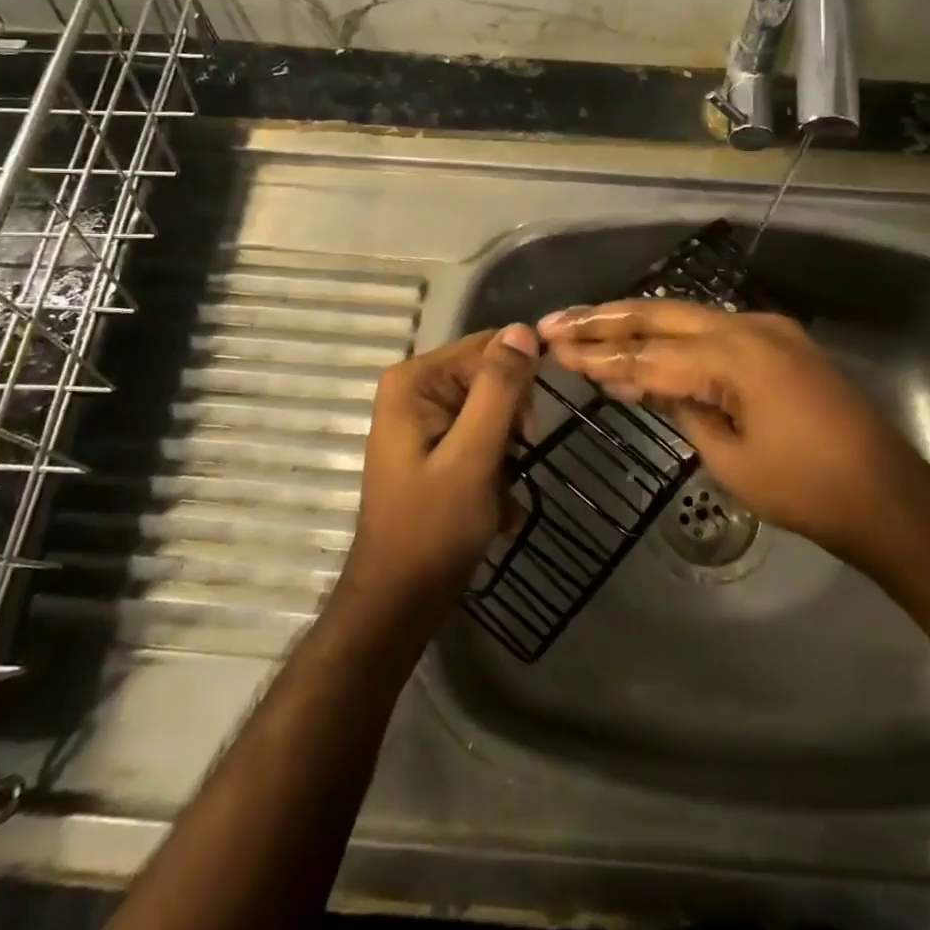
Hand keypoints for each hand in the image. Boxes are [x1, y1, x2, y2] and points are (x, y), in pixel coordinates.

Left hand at [341, 325, 539, 619]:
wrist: (399, 600)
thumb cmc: (433, 528)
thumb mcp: (473, 455)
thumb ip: (499, 389)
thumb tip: (523, 329)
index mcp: (415, 380)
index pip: (488, 347)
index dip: (519, 381)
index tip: (529, 429)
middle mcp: (415, 389)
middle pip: (491, 377)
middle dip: (512, 422)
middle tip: (510, 464)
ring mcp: (424, 419)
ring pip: (493, 410)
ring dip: (507, 450)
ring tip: (499, 491)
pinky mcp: (435, 446)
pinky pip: (481, 436)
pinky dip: (494, 467)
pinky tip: (493, 503)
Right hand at [537, 301, 926, 564]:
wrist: (888, 495)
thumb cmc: (807, 490)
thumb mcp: (731, 460)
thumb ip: (684, 411)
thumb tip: (647, 385)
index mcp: (735, 357)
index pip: (649, 354)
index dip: (599, 355)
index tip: (555, 350)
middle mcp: (749, 327)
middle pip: (661, 315)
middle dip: (606, 319)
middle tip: (558, 322)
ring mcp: (769, 329)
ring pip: (687, 314)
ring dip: (637, 320)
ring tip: (589, 323)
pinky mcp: (781, 341)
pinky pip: (715, 328)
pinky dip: (675, 335)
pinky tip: (648, 341)